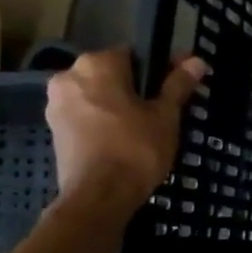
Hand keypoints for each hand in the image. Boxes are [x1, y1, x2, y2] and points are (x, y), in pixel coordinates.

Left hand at [45, 48, 206, 212]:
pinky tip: (125, 139)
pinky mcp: (55, 130)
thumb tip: (197, 60)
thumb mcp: (166, 115)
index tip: (177, 86)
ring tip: (147, 128)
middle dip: (137, 88)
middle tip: (164, 110)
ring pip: (98, 95)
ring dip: (120, 105)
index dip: (160, 69)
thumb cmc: (136, 149)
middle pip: (113, 75)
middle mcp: (68, 77)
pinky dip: (104, 121)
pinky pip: (86, 115)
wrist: (99, 197)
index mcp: (96, 65)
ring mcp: (56, 104)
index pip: (135, 55)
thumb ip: (178, 85)